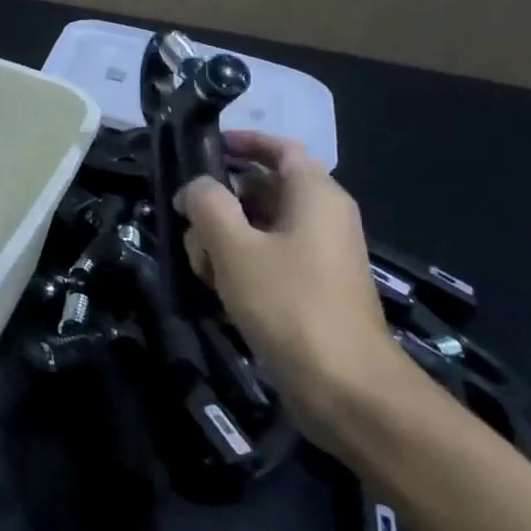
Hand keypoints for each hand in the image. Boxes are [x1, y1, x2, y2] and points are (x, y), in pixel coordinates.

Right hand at [178, 132, 411, 445]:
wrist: (345, 388)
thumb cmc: (289, 304)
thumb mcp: (234, 247)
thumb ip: (207, 203)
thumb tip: (196, 187)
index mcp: (315, 196)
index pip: (280, 148)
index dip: (242, 142)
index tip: (202, 150)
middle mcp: (321, 217)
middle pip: (260, 188)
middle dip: (218, 202)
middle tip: (186, 221)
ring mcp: (316, 254)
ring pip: (256, 226)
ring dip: (221, 238)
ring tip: (201, 266)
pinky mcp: (309, 287)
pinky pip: (266, 257)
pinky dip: (238, 264)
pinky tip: (217, 289)